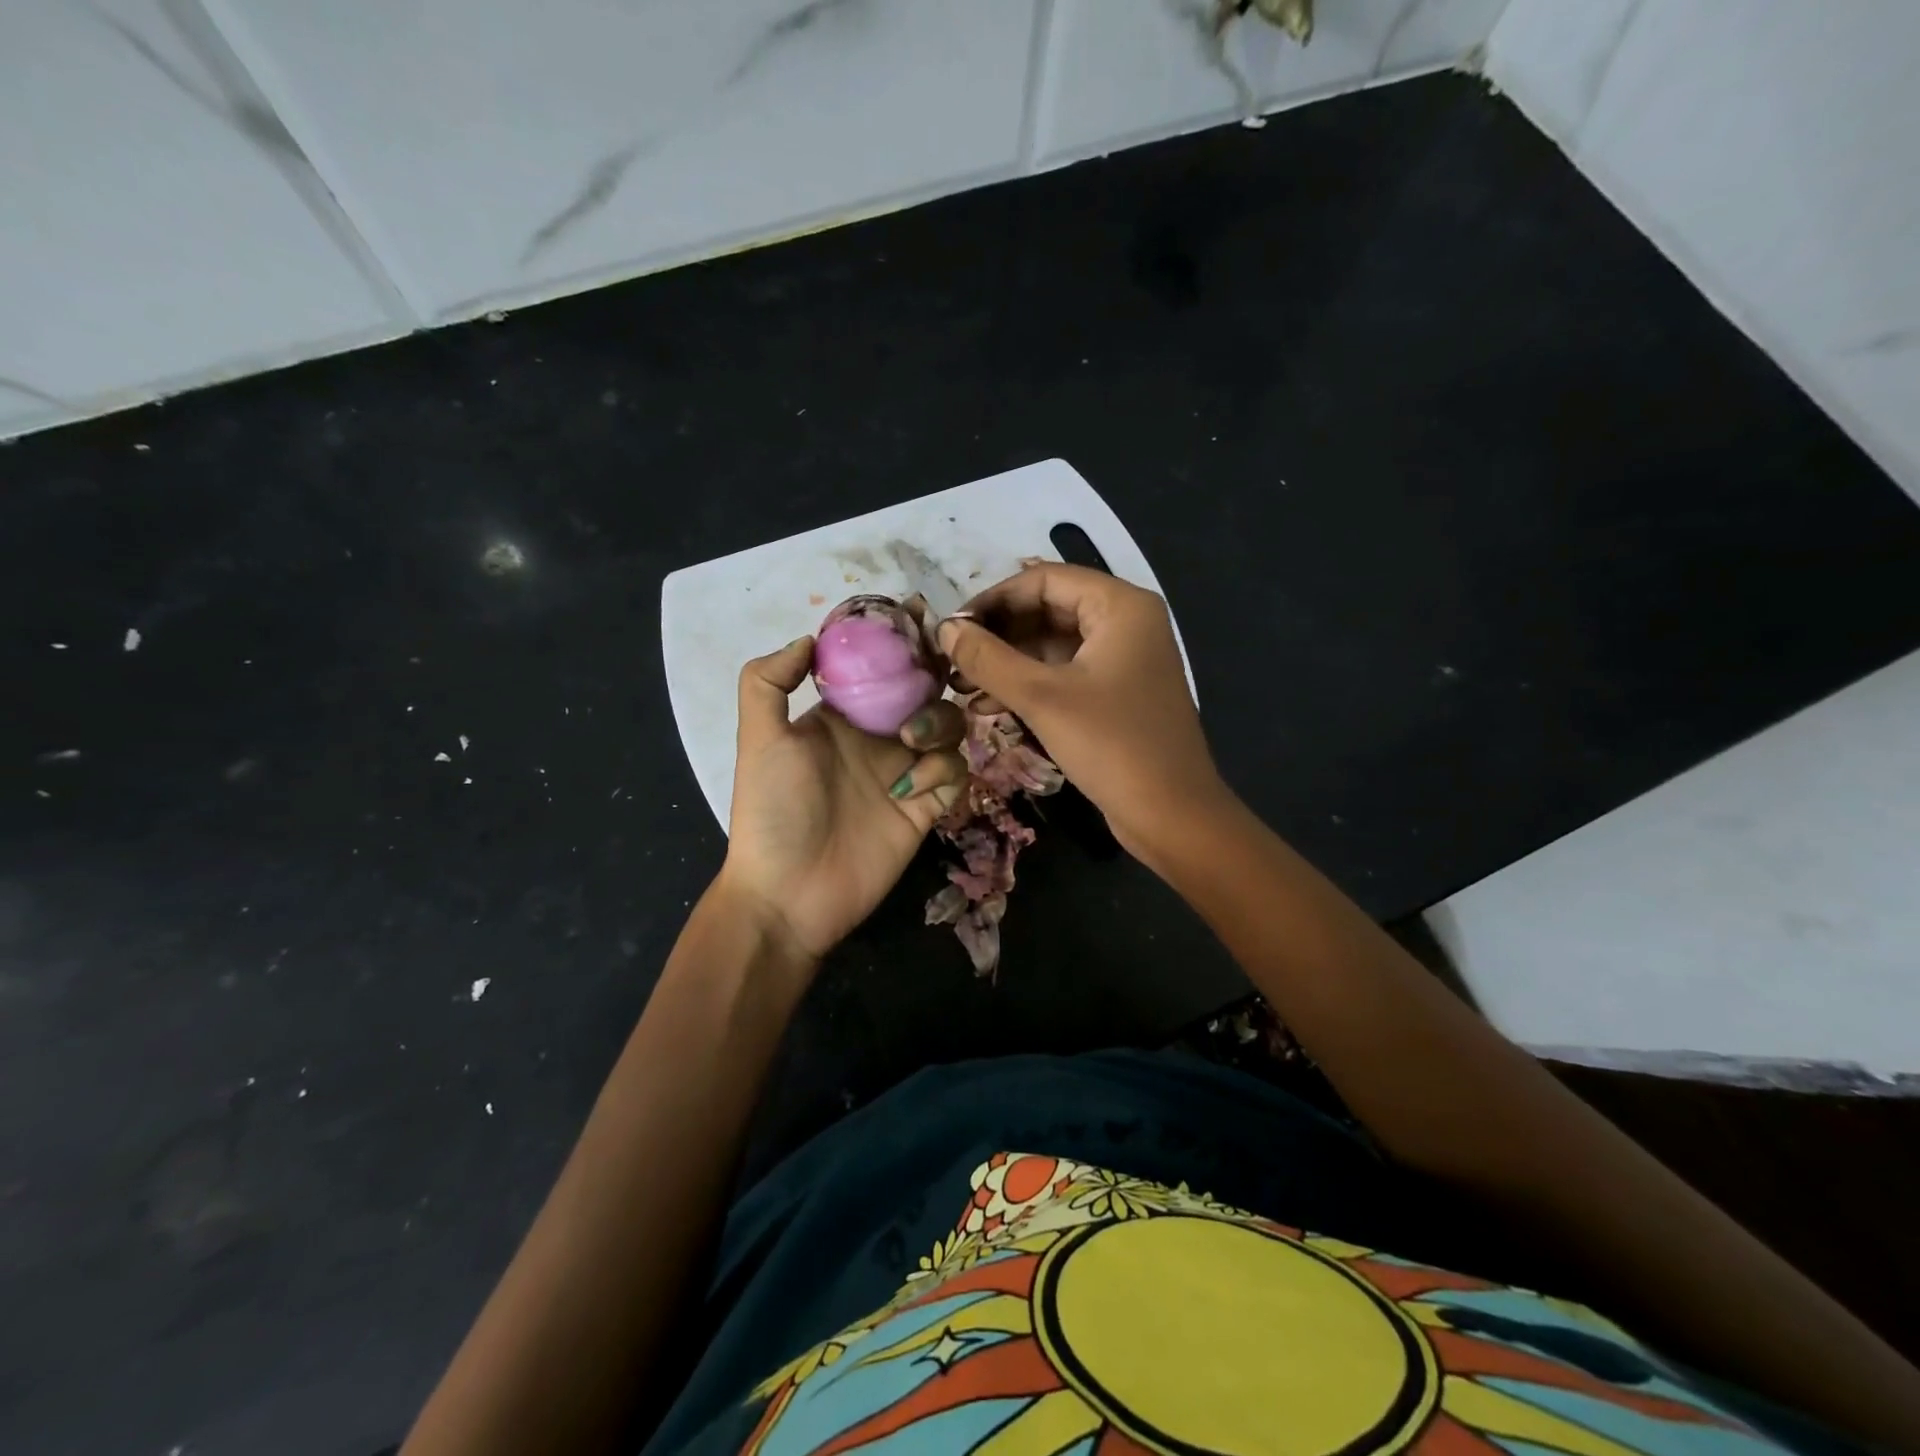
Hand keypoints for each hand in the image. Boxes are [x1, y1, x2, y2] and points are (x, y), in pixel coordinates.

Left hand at [720, 637, 968, 962]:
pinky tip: (912, 788)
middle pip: (923, 690)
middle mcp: (876, 737)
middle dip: (933, 678)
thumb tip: (808, 638)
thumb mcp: (759, 740)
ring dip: (938, 723)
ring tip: (910, 741)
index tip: (919, 619)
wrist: (788, 893)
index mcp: (840, 716)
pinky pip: (954, 772)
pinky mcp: (926, 807)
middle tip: (938, 672)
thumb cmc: (772, 811)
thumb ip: (769, 681)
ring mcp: (904, 772)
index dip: (900, 643)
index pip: (879, 667)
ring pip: (947, 726)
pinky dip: (943, 769)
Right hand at [938, 564, 1229, 858]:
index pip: (1043, 580)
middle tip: (953, 661)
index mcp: (1120, 606)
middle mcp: (1126, 623)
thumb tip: (946, 629)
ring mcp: (1124, 660)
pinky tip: (991, 707)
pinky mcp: (1117, 694)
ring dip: (1008, 663)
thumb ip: (988, 659)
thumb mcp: (1042, 698)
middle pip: (1048, 610)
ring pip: (1053, 645)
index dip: (993, 599)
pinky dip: (1030, 686)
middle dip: (998, 635)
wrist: (1172, 815)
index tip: (952, 628)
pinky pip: (1065, 674)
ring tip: (963, 688)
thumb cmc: (1112, 745)